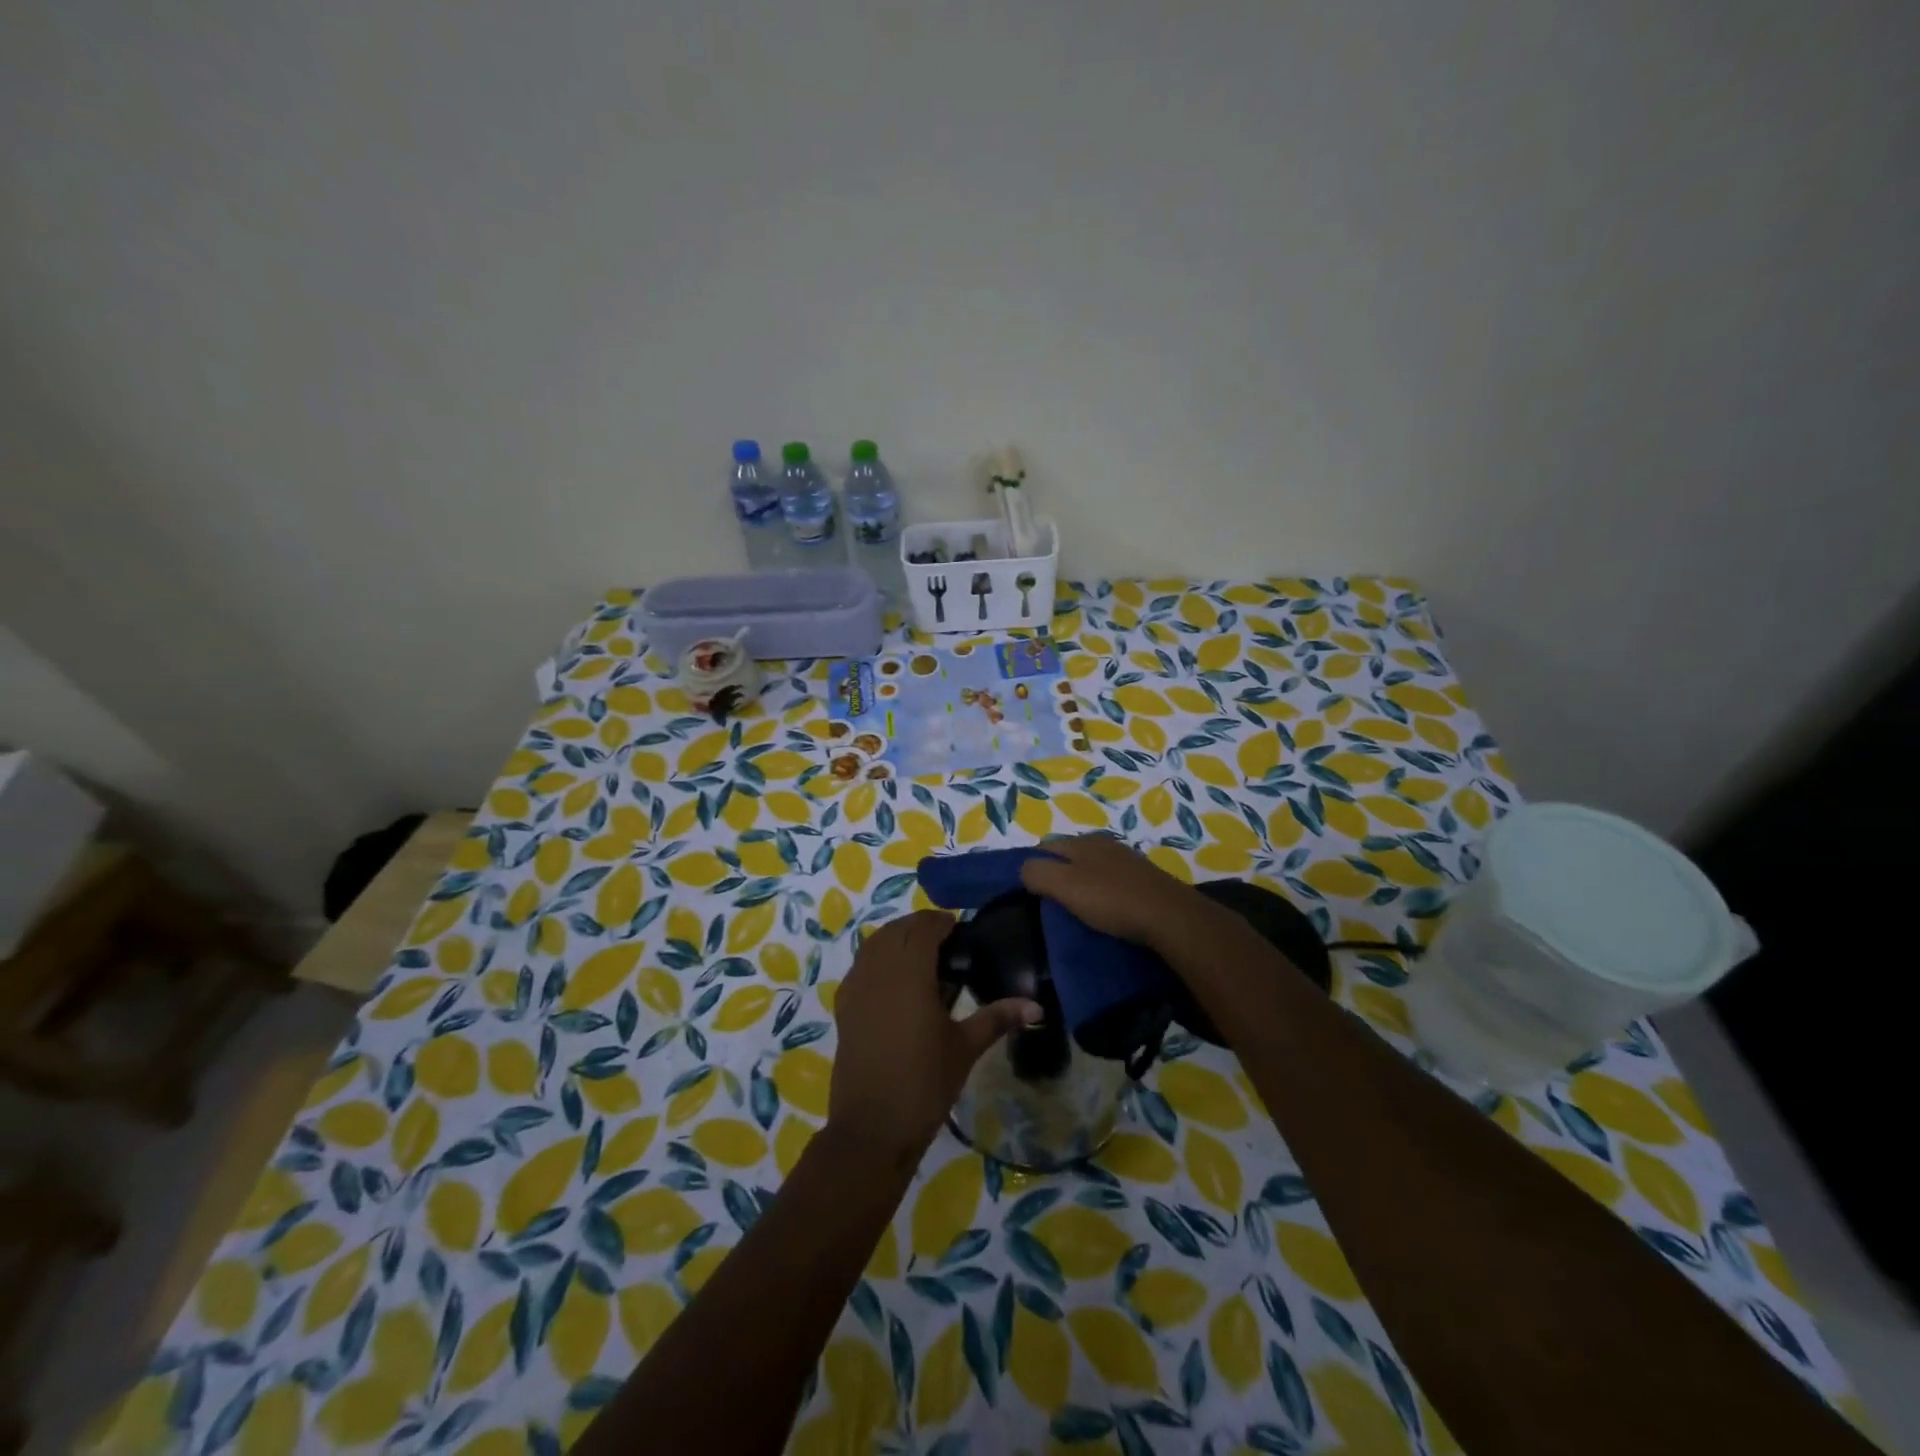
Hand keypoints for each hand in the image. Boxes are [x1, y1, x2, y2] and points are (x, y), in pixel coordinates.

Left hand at [828, 910, 1040, 1164]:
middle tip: (943, 940)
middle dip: (918, 926)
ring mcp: (856, 988)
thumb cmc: (924, 1083)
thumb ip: (998, 1018)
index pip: (922, 929)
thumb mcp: (965, 1047)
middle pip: (896, 930)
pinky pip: (860, 966)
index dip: (939, 922)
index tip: (957, 928)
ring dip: (896, 938)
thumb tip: (1037, 1006)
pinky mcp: (843, 1006)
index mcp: (910, 974)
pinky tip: (894, 979)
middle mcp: (879, 972)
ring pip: (874, 944)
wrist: (873, 1127)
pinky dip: (877, 958)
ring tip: (920, 954)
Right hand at [1019, 833, 1210, 950]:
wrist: (1169, 917)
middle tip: (1048, 903)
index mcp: (1083, 841)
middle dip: (1057, 874)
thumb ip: (1038, 873)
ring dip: (1081, 885)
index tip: (1026, 891)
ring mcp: (1127, 861)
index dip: (1033, 865)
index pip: (1046, 846)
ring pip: (1093, 869)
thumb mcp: (1065, 885)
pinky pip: (1112, 883)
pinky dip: (1103, 894)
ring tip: (1075, 910)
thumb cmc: (1111, 899)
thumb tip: (1023, 869)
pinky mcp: (1144, 881)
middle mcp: (1105, 844)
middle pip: (1070, 856)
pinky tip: (1105, 911)